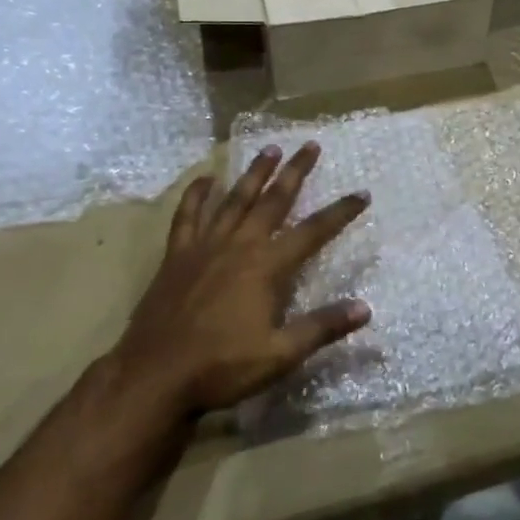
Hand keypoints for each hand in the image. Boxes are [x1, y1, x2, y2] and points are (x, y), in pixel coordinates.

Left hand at [112, 143, 371, 415]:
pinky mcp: (177, 255)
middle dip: (295, 172)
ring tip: (269, 149)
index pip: (313, 232)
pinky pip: (188, 215)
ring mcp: (205, 246)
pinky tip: (206, 179)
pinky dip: (197, 194)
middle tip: (310, 145)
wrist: (155, 375)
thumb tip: (365, 308)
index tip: (362, 193)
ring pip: (235, 199)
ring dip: (254, 173)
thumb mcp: (280, 355)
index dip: (340, 212)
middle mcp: (239, 245)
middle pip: (273, 200)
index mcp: (267, 266)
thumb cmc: (222, 367)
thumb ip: (322, 328)